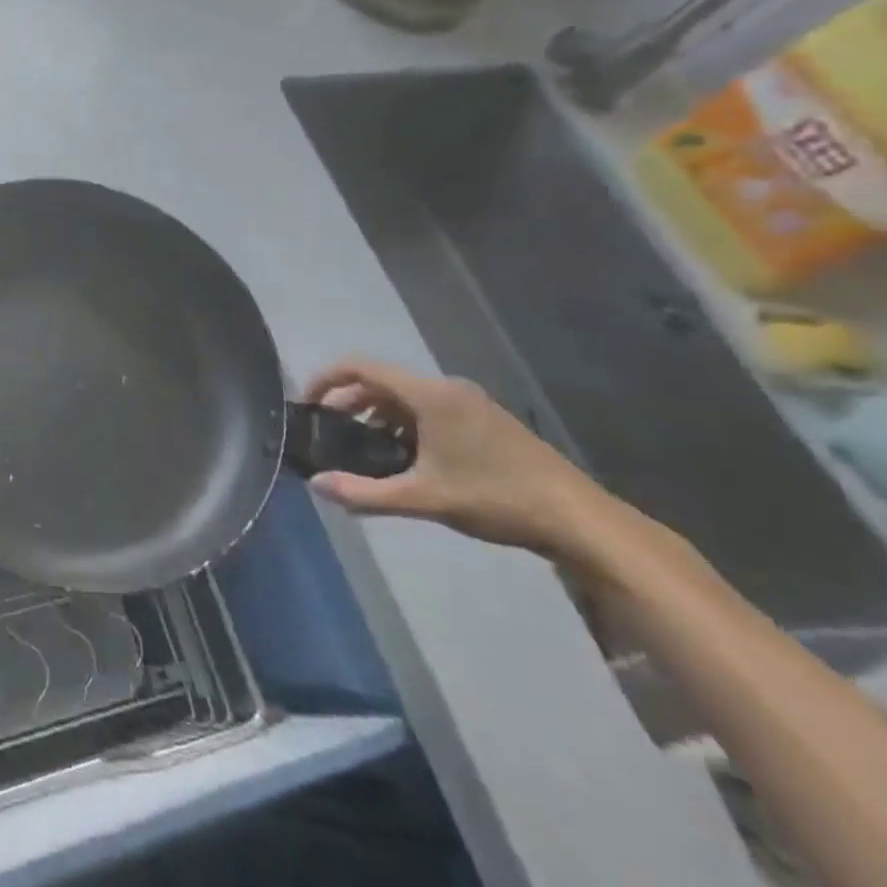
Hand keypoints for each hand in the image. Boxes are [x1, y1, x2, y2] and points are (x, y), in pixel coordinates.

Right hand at [301, 357, 612, 559]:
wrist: (579, 519)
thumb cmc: (496, 498)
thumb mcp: (424, 498)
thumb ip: (365, 492)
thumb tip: (316, 486)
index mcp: (429, 395)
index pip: (360, 368)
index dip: (326, 380)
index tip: (307, 405)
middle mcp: (446, 388)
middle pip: (380, 382)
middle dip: (348, 403)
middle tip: (331, 435)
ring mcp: (469, 403)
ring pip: (405, 398)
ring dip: (376, 416)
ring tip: (363, 452)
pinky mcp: (484, 420)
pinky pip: (428, 409)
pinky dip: (403, 424)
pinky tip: (406, 460)